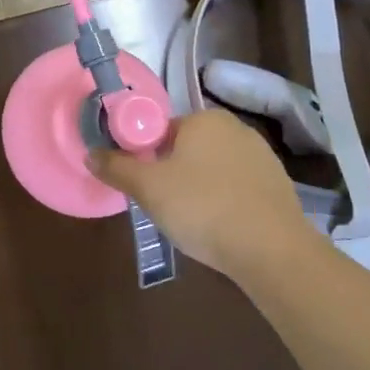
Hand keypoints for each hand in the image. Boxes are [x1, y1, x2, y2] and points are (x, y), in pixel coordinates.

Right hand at [89, 110, 312, 279]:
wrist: (272, 250)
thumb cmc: (203, 208)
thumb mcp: (148, 188)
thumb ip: (116, 167)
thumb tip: (90, 153)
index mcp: (204, 119)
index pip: (162, 130)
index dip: (147, 158)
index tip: (146, 187)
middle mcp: (236, 128)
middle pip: (188, 149)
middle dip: (174, 174)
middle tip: (165, 206)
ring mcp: (262, 156)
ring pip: (214, 169)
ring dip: (200, 189)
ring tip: (194, 222)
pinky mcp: (278, 185)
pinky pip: (238, 188)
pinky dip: (225, 202)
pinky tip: (221, 227)